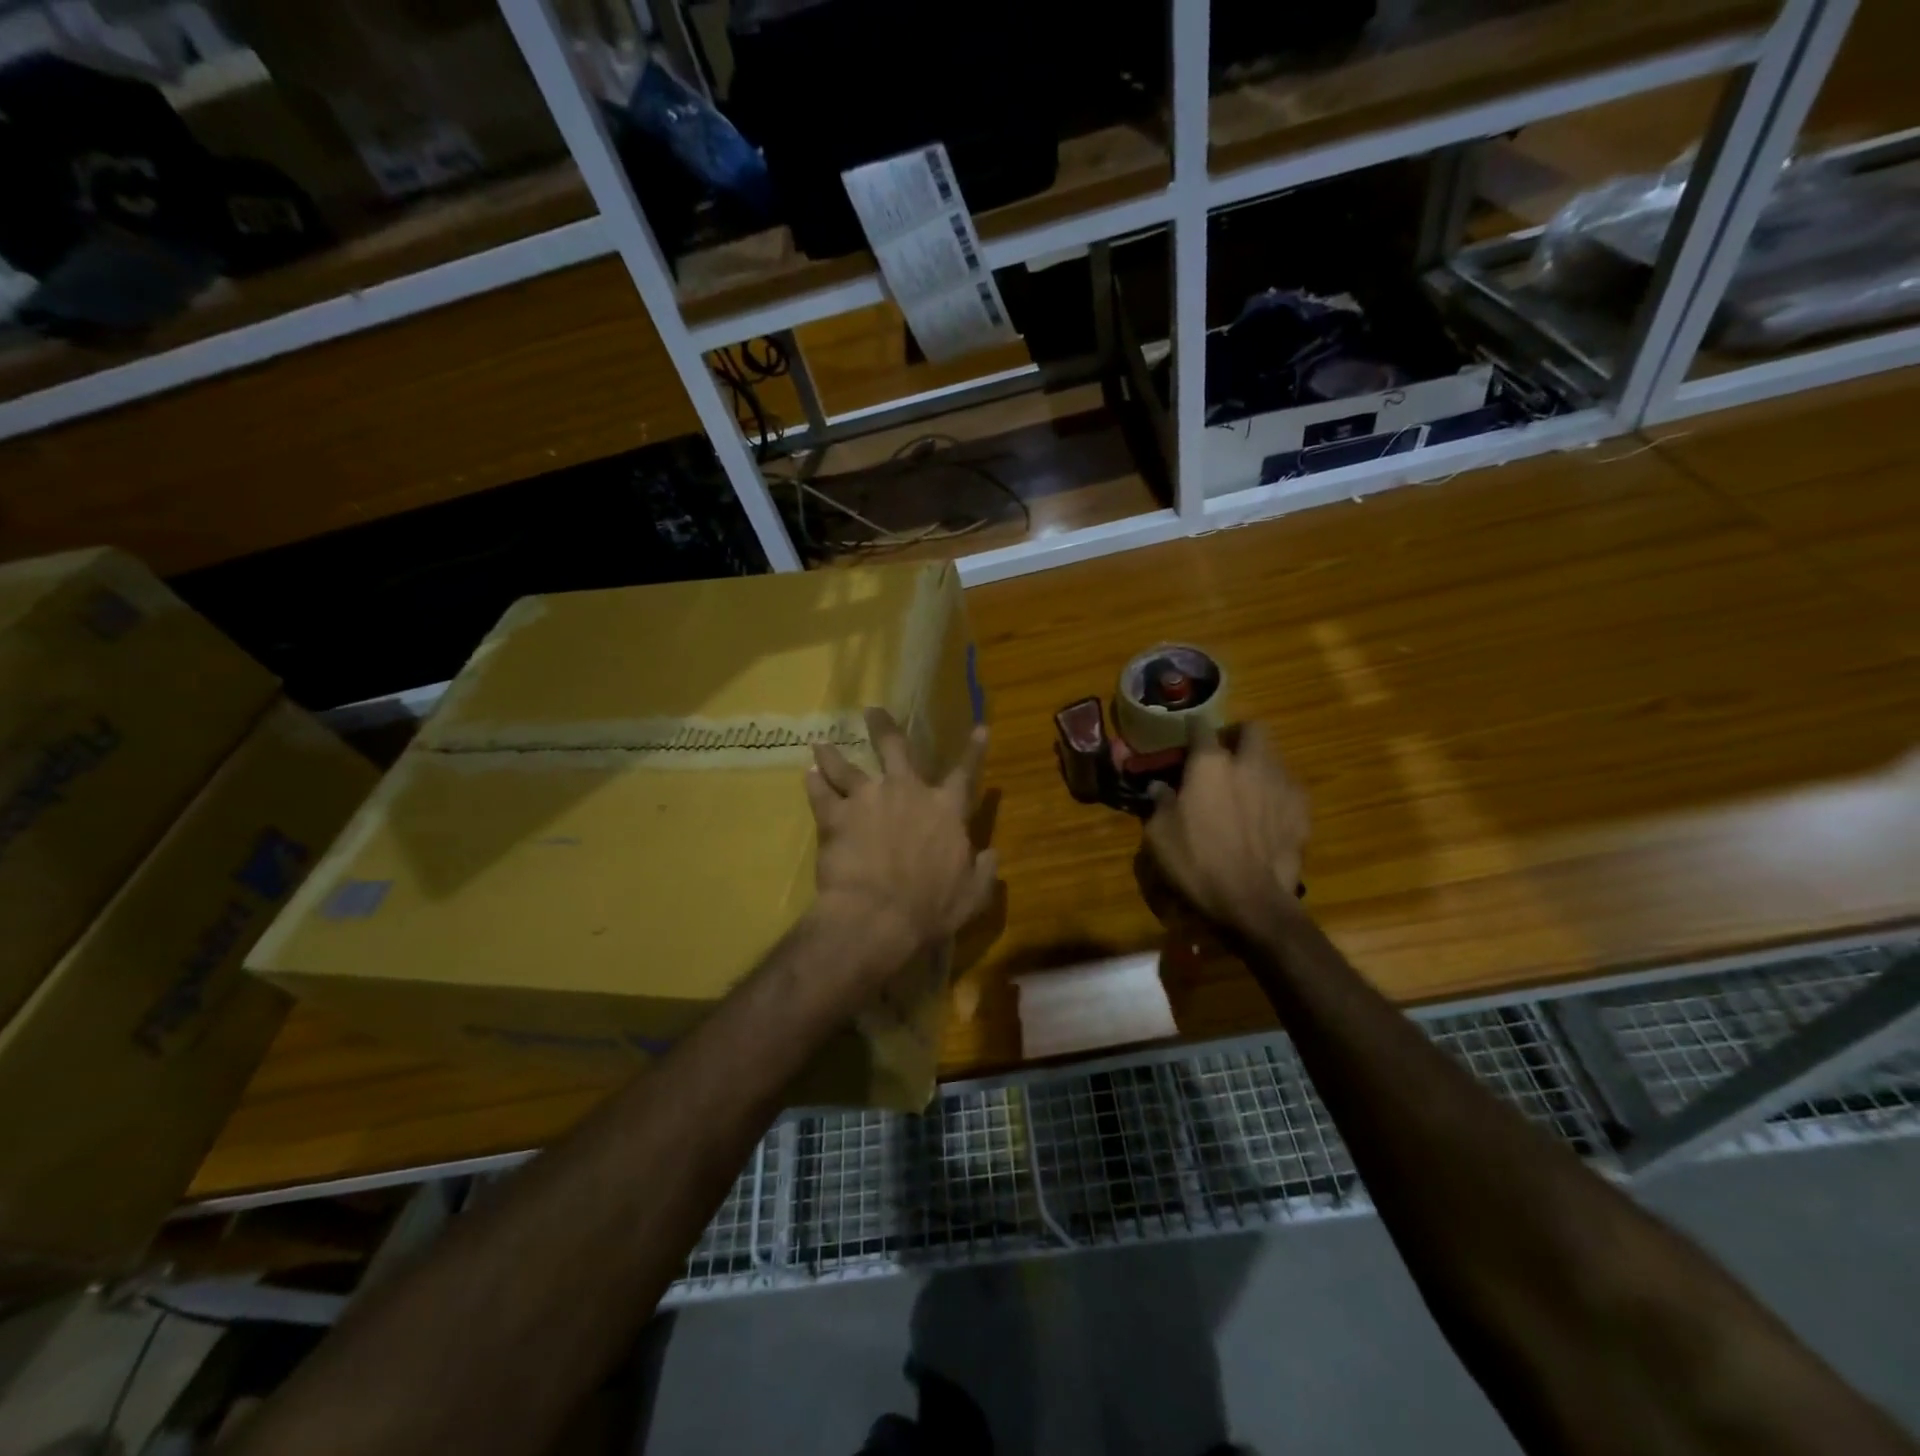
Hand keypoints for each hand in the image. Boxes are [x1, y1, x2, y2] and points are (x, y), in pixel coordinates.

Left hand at [806, 708, 996, 979]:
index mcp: (945, 810)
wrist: (878, 917)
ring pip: (847, 767)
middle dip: (884, 728)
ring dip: (833, 755)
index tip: (980, 727)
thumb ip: (983, 871)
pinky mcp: (836, 817)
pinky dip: (813, 783)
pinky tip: (807, 774)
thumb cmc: (930, 908)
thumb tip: (993, 854)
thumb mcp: (971, 895)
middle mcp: (907, 792)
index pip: (965, 773)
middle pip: (895, 749)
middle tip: (872, 711)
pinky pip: (821, 794)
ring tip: (821, 744)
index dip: (974, 750)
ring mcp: (868, 800)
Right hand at [1146, 722, 1308, 934]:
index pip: (1200, 727)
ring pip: (1274, 757)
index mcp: (1210, 764)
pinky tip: (1268, 815)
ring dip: (1259, 765)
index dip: (1192, 732)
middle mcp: (1249, 763)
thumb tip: (1159, 787)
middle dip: (1239, 736)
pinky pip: (1289, 788)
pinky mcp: (1302, 809)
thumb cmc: (1196, 862)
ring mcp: (1281, 784)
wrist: (1252, 899)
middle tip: (1225, 756)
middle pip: (1252, 728)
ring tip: (1247, 788)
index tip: (1186, 742)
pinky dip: (1277, 794)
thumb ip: (1160, 803)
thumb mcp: (1159, 834)